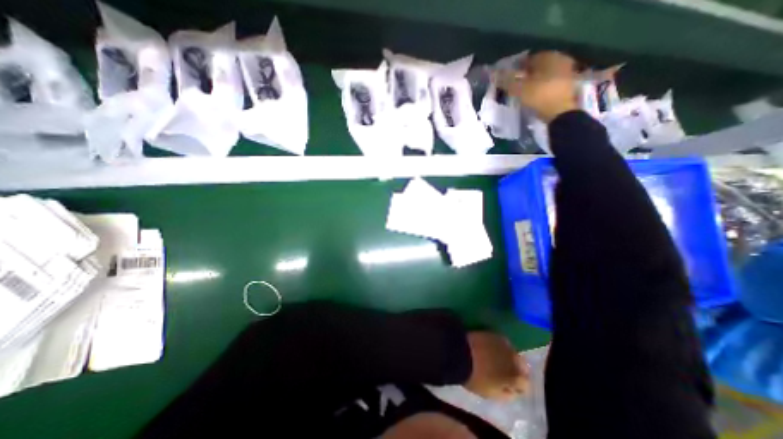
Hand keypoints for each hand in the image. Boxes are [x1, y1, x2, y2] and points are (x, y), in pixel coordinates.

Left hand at [464, 332, 531, 401]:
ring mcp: (503, 343)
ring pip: (511, 351)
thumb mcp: (491, 394)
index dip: (516, 387)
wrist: (459, 352)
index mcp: (515, 376)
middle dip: (515, 369)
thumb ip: (506, 394)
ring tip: (494, 358)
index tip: (508, 387)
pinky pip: (501, 341)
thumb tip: (512, 390)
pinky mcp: (493, 332)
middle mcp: (514, 357)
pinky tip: (488, 348)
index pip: (524, 384)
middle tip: (502, 372)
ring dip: (506, 355)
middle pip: (521, 365)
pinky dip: (498, 346)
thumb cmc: (475, 376)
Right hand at [494, 51, 579, 122]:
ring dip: (536, 81)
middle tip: (516, 85)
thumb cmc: (538, 96)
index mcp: (548, 56)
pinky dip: (543, 87)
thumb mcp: (518, 89)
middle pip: (539, 66)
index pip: (529, 58)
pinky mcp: (569, 85)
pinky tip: (536, 96)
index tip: (509, 78)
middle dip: (527, 74)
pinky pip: (551, 83)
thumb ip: (506, 80)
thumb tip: (495, 74)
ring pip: (546, 74)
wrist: (560, 112)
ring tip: (525, 92)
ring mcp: (567, 71)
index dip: (517, 67)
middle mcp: (560, 58)